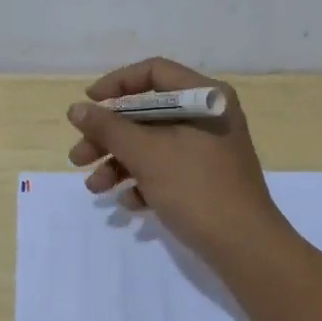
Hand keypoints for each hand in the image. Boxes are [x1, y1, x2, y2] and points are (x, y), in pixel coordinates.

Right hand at [65, 58, 286, 258]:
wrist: (245, 248)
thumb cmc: (196, 188)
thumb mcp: (147, 155)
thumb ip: (109, 128)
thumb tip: (76, 108)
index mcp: (204, 97)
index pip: (154, 72)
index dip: (117, 84)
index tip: (88, 104)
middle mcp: (208, 116)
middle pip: (148, 112)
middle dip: (109, 136)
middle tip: (78, 157)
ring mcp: (209, 149)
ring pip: (153, 144)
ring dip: (119, 162)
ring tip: (95, 188)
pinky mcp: (206, 178)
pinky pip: (167, 168)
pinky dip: (143, 181)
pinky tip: (128, 203)